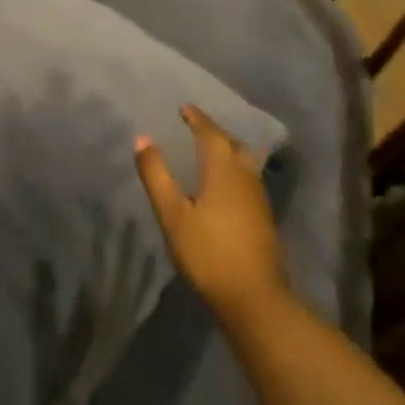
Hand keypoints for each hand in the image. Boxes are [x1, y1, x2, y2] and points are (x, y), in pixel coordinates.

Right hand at [134, 104, 289, 327]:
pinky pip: (247, 179)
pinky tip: (224, 184)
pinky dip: (233, 169)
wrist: (254, 297)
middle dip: (215, 132)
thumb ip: (156, 175)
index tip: (185, 107)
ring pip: (244, 162)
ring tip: (209, 151)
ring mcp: (258, 199)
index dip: (198, 119)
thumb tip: (142, 138)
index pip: (211, 134)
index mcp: (223, 171)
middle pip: (233, 145)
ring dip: (227, 150)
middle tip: (197, 127)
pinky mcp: (263, 218)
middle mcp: (245, 177)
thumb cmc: (208, 252)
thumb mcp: (172, 213)